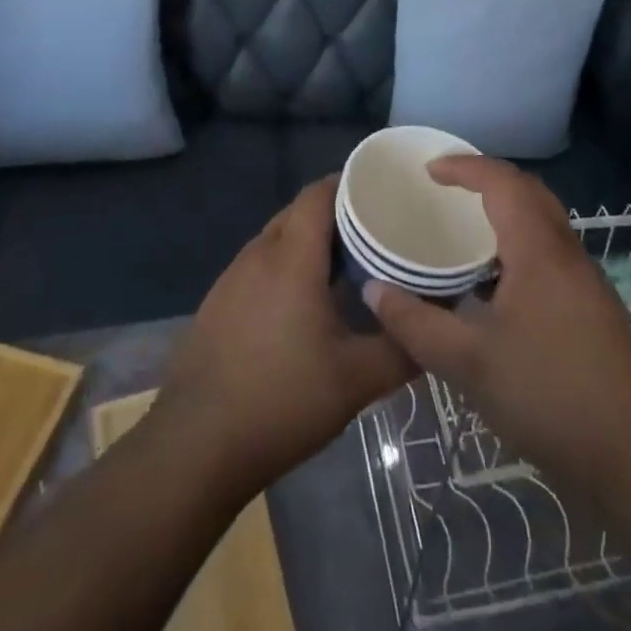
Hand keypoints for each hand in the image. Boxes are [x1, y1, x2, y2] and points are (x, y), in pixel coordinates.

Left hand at [154, 178, 414, 497]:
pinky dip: (286, 266)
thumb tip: (435, 327)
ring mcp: (232, 278)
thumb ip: (402, 348)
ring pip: (277, 239)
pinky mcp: (217, 303)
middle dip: (336, 214)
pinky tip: (304, 303)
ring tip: (347, 264)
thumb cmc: (281, 401)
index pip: (318, 193)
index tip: (383, 192)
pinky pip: (260, 265)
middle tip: (375, 232)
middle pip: (298, 212)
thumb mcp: (356, 380)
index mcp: (291, 258)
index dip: (350, 183)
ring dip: (309, 242)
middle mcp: (258, 255)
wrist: (195, 446)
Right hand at [363, 157, 630, 494]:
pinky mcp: (592, 307)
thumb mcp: (468, 364)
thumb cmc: (548, 395)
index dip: (465, 167)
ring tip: (465, 231)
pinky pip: (549, 251)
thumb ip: (416, 325)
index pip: (502, 182)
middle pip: (528, 192)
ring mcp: (584, 280)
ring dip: (505, 212)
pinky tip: (495, 285)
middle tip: (447, 189)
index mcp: (538, 249)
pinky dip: (518, 245)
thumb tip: (374, 290)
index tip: (429, 170)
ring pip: (543, 222)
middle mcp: (565, 252)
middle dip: (487, 179)